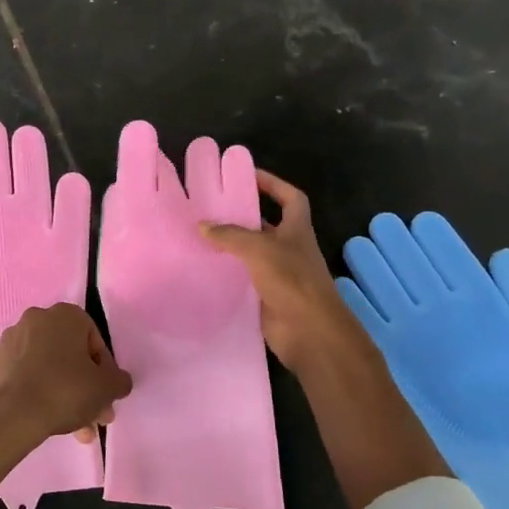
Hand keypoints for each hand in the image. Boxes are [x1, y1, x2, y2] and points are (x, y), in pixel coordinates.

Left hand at [0, 303, 132, 447]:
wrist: (11, 416)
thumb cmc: (65, 391)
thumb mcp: (107, 388)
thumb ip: (119, 380)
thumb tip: (118, 381)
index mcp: (64, 315)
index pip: (93, 340)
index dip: (104, 370)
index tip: (105, 394)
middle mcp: (35, 319)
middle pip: (68, 355)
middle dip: (84, 387)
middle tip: (93, 416)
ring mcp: (9, 340)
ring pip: (46, 367)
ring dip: (62, 394)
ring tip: (72, 429)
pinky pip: (22, 375)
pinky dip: (34, 392)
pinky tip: (43, 418)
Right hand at [204, 170, 447, 508]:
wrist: (310, 334)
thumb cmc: (293, 282)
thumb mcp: (260, 250)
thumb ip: (230, 235)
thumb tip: (202, 225)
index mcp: (297, 231)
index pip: (290, 198)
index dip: (273, 184)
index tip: (248, 174)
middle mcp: (289, 250)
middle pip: (266, 225)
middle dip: (243, 215)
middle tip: (210, 206)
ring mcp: (279, 275)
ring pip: (251, 254)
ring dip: (231, 246)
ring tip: (199, 235)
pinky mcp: (266, 298)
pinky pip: (243, 279)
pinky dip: (226, 273)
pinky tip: (203, 268)